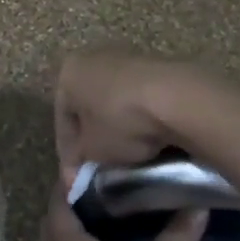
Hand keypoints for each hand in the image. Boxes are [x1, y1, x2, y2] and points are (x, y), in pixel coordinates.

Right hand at [53, 49, 208, 190]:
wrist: (176, 98)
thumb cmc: (121, 121)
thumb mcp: (92, 150)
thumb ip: (81, 158)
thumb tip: (83, 167)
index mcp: (69, 72)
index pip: (62, 120)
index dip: (69, 156)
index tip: (77, 182)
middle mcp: (94, 57)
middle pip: (88, 107)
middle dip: (92, 138)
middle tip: (98, 168)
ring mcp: (127, 57)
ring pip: (113, 101)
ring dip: (117, 127)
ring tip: (125, 156)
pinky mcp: (156, 64)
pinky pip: (138, 98)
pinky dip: (138, 118)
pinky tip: (147, 139)